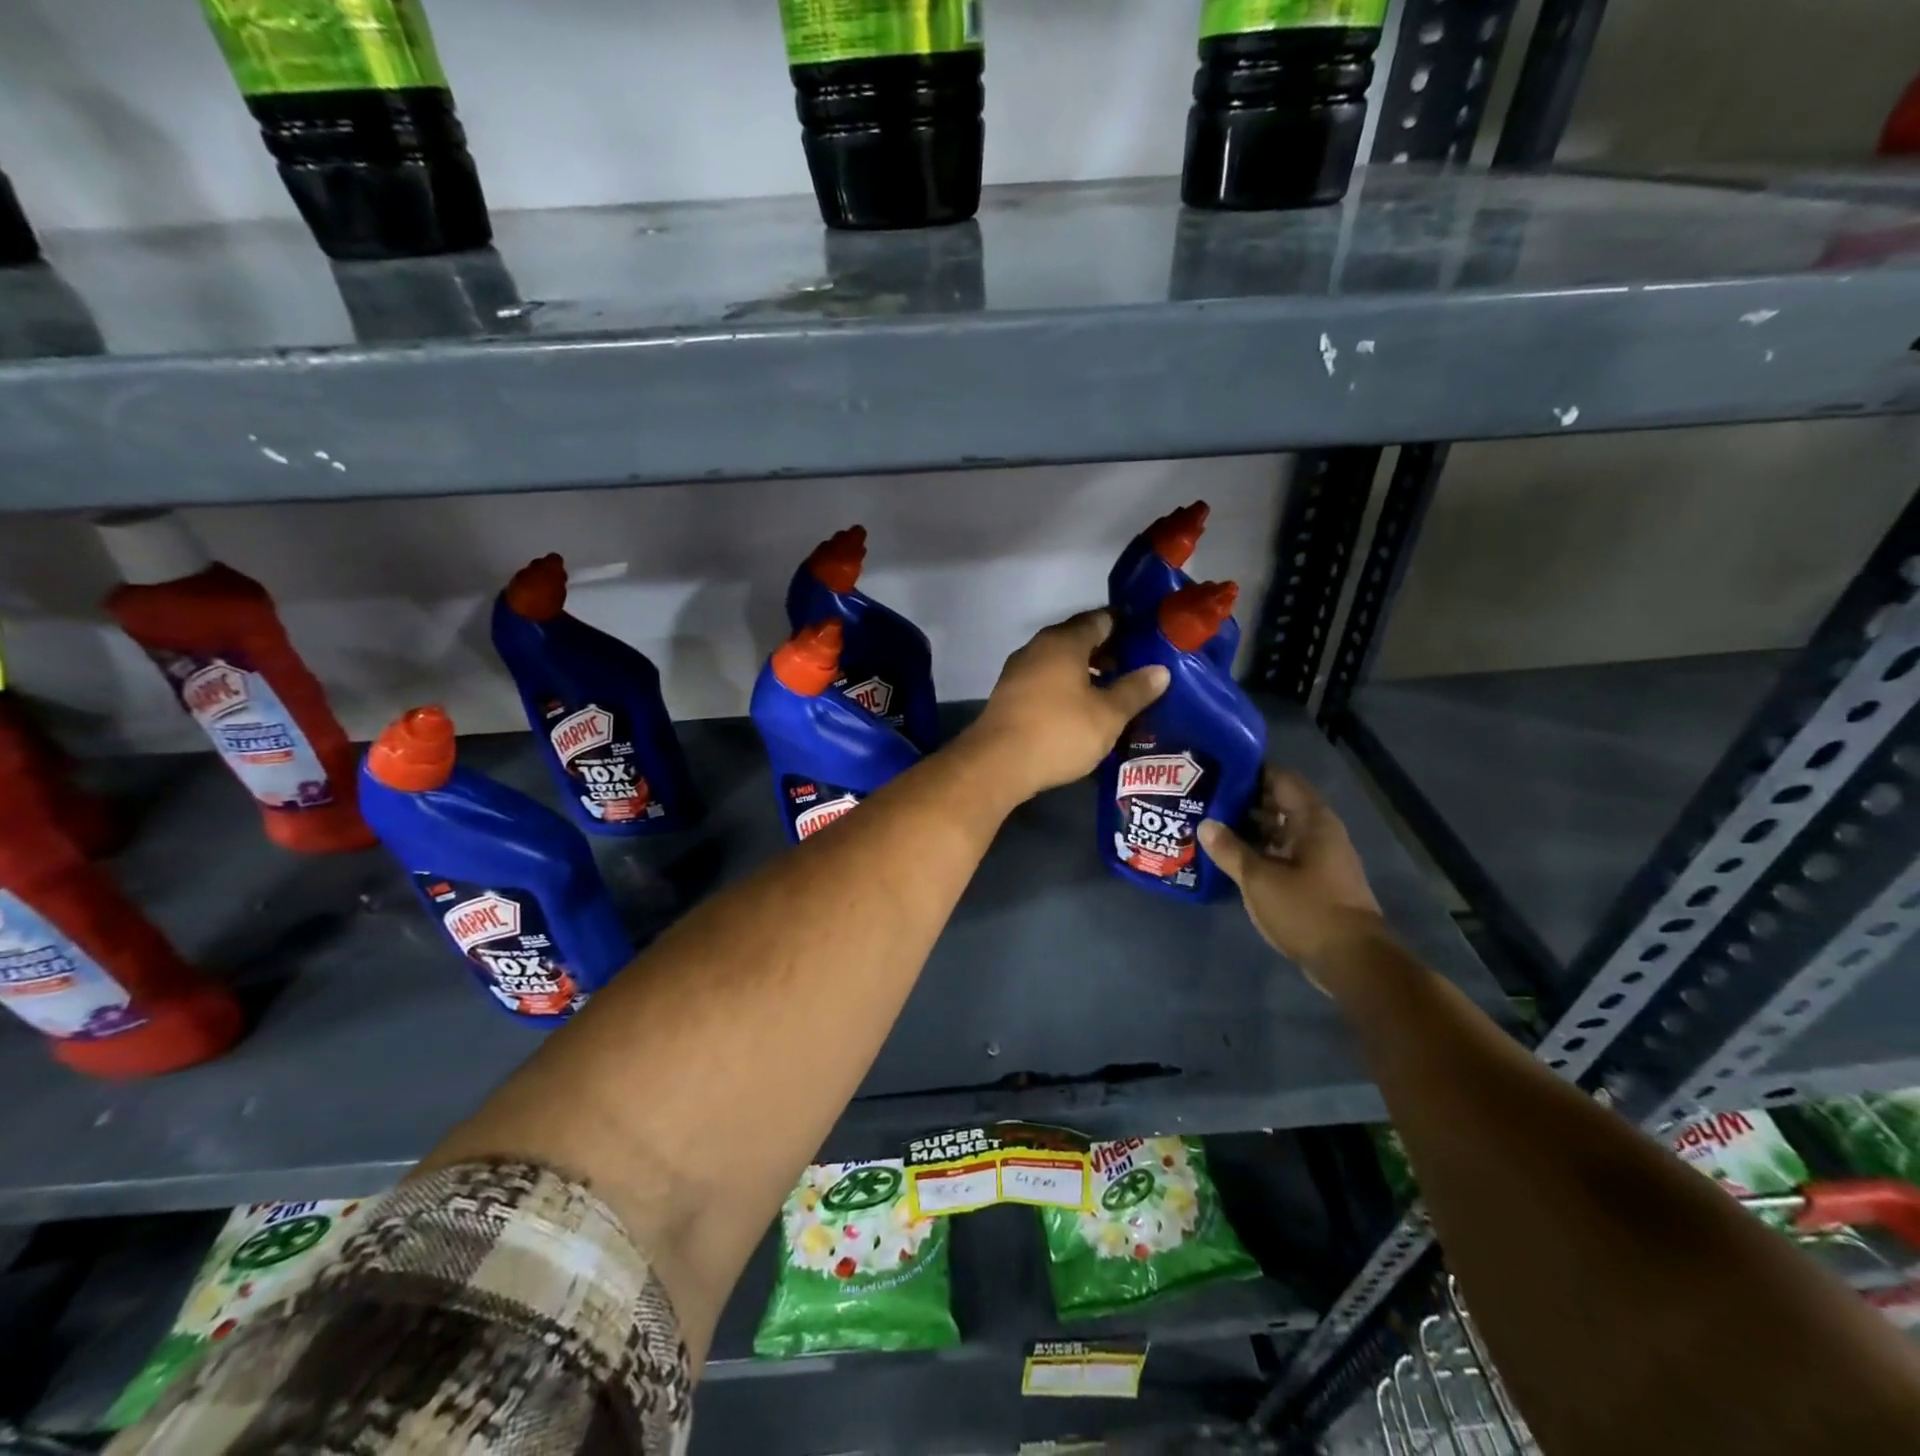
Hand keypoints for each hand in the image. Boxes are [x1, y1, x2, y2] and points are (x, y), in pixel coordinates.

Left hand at [960, 610, 1168, 804]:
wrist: (996, 764)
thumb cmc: (1058, 732)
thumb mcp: (1108, 715)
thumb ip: (1135, 690)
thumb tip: (1160, 670)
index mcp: (1064, 642)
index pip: (1100, 619)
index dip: (1126, 626)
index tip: (1149, 638)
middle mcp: (1038, 647)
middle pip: (1078, 639)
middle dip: (1107, 650)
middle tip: (1136, 667)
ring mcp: (1019, 671)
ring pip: (1060, 661)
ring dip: (1085, 671)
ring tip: (1113, 691)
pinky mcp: (1009, 695)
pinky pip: (1045, 681)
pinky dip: (1066, 687)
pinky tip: (1081, 708)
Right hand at [1199, 770, 1388, 987]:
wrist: (1352, 961)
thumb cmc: (1306, 910)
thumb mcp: (1259, 879)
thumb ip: (1230, 849)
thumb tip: (1205, 824)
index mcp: (1312, 821)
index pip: (1281, 780)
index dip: (1251, 772)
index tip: (1218, 770)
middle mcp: (1320, 832)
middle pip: (1280, 804)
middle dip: (1245, 800)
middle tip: (1205, 797)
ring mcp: (1319, 857)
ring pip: (1280, 830)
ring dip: (1250, 827)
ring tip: (1211, 824)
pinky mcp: (1315, 880)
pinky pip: (1283, 852)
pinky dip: (1260, 850)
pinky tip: (1231, 856)